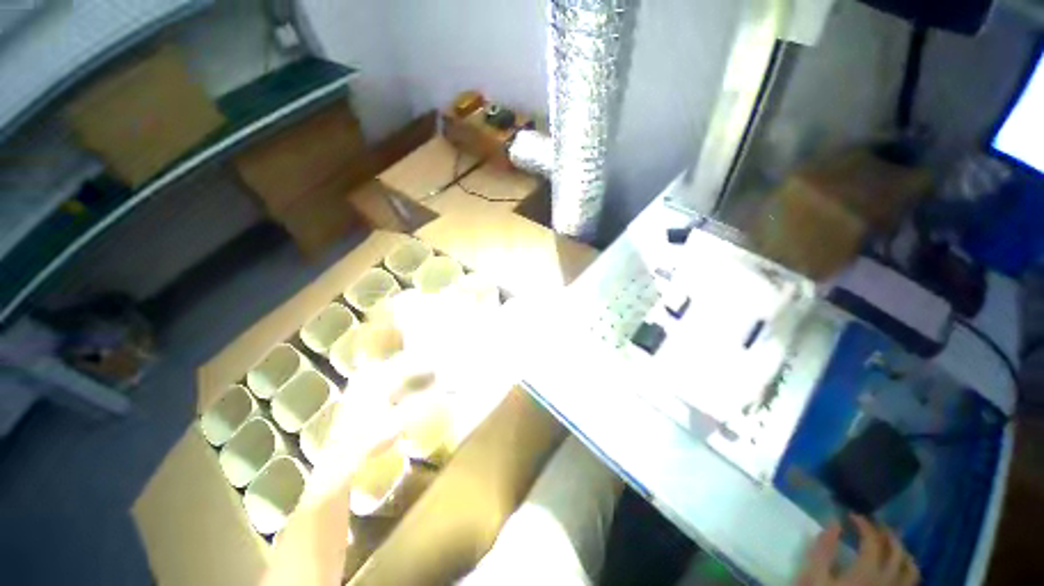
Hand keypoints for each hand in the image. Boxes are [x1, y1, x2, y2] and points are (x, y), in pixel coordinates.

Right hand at [797, 515, 919, 585]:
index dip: (864, 524)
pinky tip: (898, 569)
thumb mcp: (814, 577)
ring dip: (903, 552)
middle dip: (888, 535)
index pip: (873, 540)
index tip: (851, 515)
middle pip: (898, 553)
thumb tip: (835, 523)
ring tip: (891, 544)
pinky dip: (908, 571)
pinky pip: (910, 584)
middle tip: (874, 525)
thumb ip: (823, 549)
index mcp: (866, 572)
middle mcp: (887, 581)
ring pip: (912, 570)